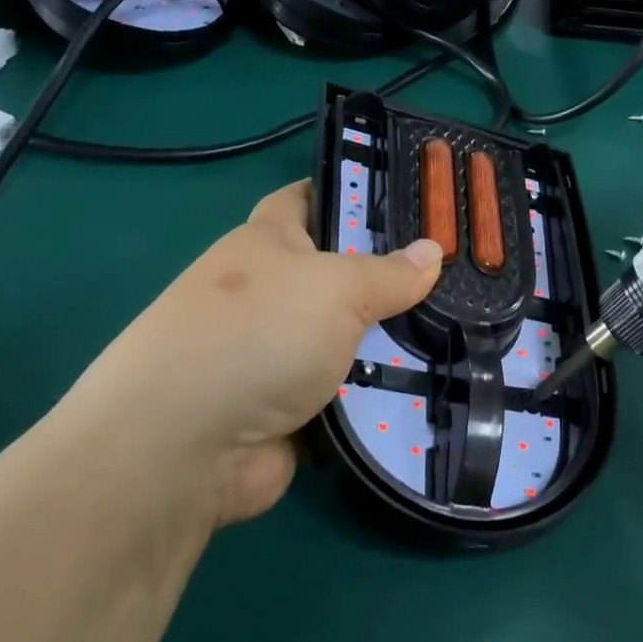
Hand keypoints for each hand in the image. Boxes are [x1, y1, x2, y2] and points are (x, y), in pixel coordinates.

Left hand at [72, 182, 442, 524]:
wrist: (182, 450)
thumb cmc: (257, 334)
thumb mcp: (335, 288)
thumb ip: (389, 272)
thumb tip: (432, 250)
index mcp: (267, 243)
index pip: (308, 198)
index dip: (351, 191)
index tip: (408, 197)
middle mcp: (270, 292)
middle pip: (340, 273)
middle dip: (390, 276)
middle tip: (456, 273)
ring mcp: (277, 352)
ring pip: (349, 336)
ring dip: (390, 341)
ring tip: (460, 330)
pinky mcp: (288, 408)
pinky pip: (347, 391)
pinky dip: (378, 393)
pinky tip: (432, 384)